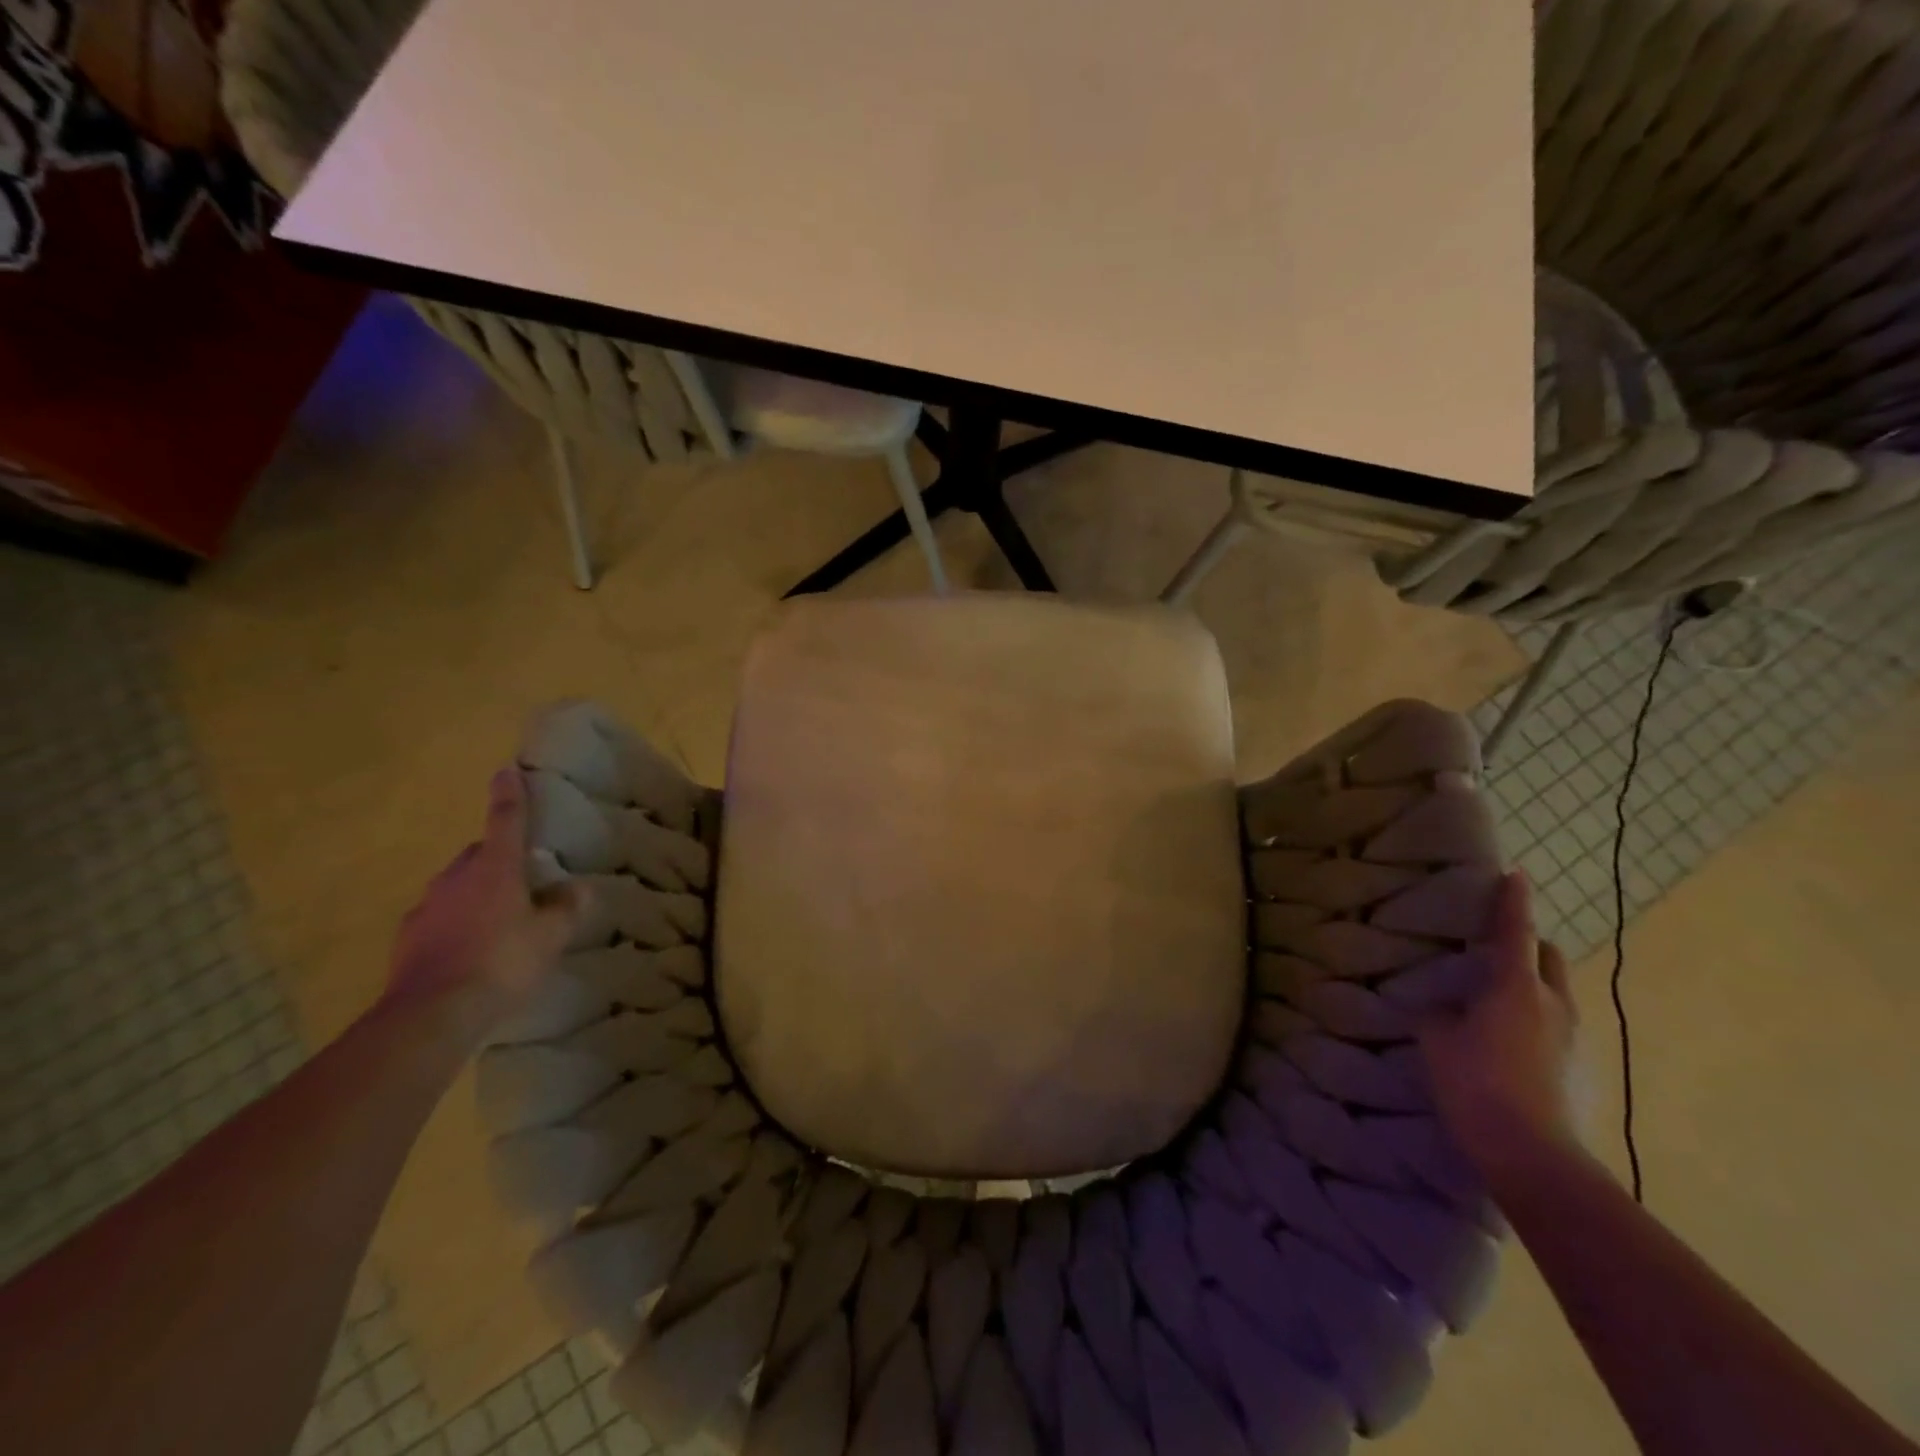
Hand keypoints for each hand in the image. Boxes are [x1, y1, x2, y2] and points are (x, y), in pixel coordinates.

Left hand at [385, 768, 582, 1039]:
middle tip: (521, 881)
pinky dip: (453, 923)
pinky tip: (468, 950)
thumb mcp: (550, 936)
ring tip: (496, 921)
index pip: (505, 820)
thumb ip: (565, 908)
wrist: (431, 1015)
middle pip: (478, 855)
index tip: (506, 771)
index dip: (509, 795)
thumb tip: (575, 888)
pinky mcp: (407, 937)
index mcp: (495, 868)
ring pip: (456, 887)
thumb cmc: (502, 962)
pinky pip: (437, 918)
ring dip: (475, 893)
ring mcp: (426, 906)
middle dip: (497, 859)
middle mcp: (456, 877)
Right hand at [1416, 871, 1580, 1185]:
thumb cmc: (1476, 1083)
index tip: (1515, 874)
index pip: (1515, 931)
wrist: (1532, 1152)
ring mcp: (1570, 1037)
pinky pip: (1554, 1021)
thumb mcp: (1438, 1040)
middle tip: (1496, 942)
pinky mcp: (1575, 1065)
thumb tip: (1440, 1006)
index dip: (1513, 901)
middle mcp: (1552, 1003)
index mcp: (1516, 987)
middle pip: (1547, 956)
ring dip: (1532, 980)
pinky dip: (1533, 1012)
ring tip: (1496, 991)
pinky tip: (1505, 1034)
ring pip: (1554, 990)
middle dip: (1528, 942)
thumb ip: (1438, 1013)